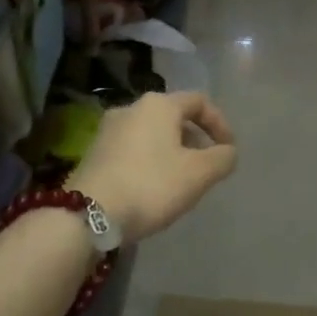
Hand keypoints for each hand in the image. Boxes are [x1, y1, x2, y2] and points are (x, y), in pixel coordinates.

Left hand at [71, 91, 236, 245]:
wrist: (88, 214)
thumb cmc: (151, 185)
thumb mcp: (199, 174)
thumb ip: (222, 158)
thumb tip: (227, 152)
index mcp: (159, 105)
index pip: (199, 101)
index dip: (220, 123)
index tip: (229, 150)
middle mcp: (131, 108)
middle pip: (174, 116)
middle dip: (195, 139)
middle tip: (206, 166)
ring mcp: (108, 129)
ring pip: (152, 133)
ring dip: (172, 151)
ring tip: (181, 180)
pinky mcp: (94, 152)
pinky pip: (133, 148)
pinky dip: (150, 160)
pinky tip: (153, 187)